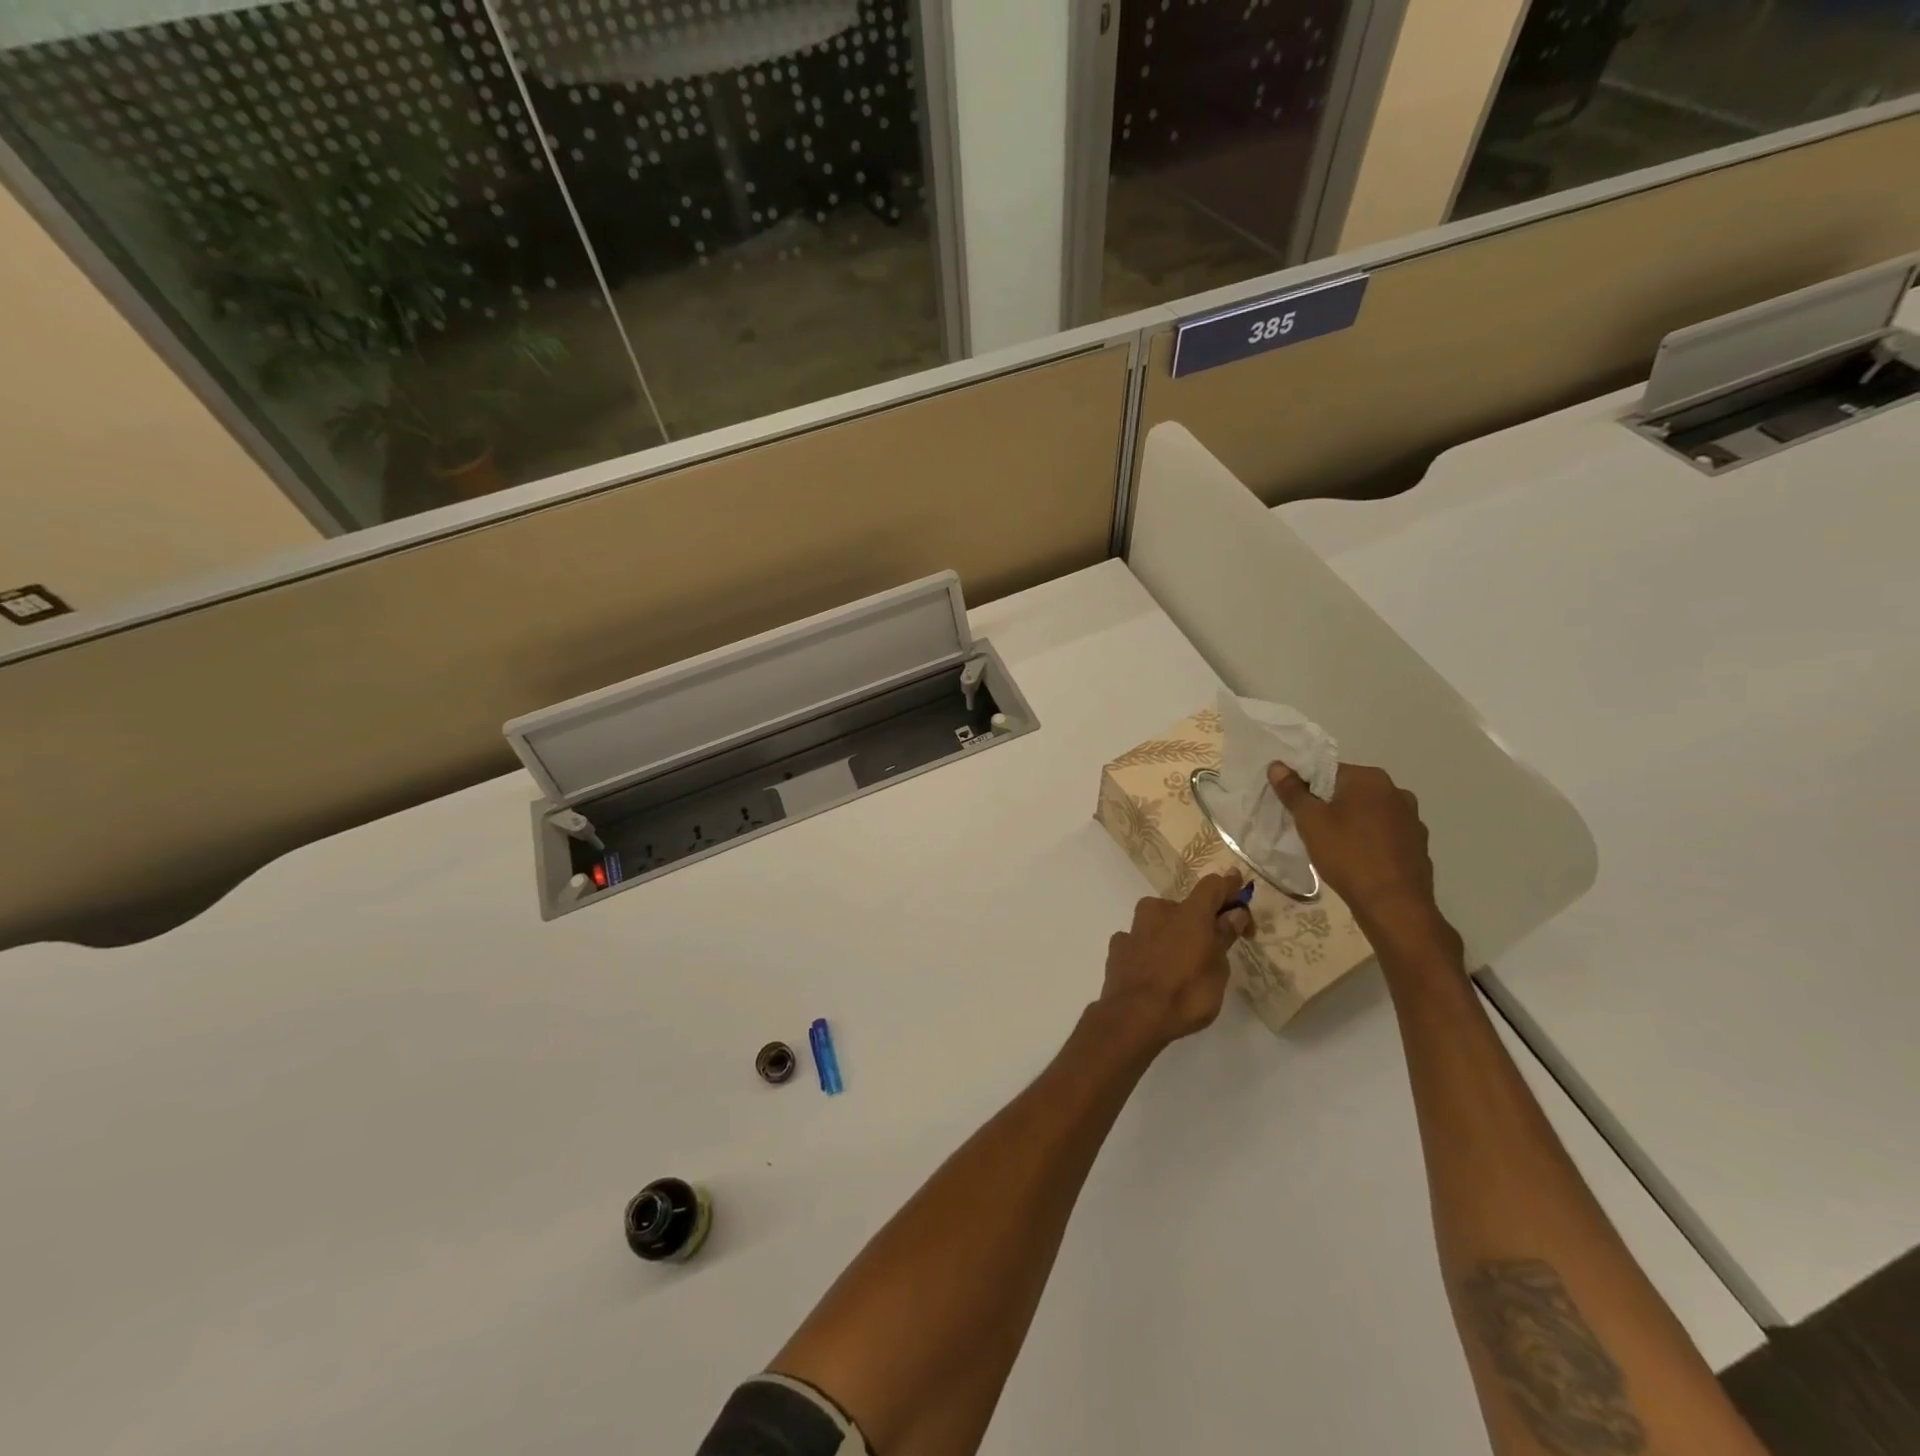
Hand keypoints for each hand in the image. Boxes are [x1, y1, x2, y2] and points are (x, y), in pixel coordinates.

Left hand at [1097, 872, 1253, 1054]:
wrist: (1132, 1017)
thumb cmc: (1186, 994)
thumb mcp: (1218, 970)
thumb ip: (1223, 938)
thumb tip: (1233, 914)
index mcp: (1189, 913)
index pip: (1212, 886)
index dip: (1228, 887)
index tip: (1239, 891)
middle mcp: (1158, 911)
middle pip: (1184, 907)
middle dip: (1199, 922)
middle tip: (1211, 948)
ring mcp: (1133, 928)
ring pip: (1159, 922)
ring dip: (1172, 934)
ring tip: (1181, 965)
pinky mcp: (1117, 946)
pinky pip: (1140, 940)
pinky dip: (1150, 949)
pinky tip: (1153, 971)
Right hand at [1269, 762, 1460, 960]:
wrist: (1393, 904)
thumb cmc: (1347, 854)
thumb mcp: (1310, 821)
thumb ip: (1293, 791)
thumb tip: (1277, 766)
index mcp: (1370, 779)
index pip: (1329, 771)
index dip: (1308, 788)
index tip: (1296, 809)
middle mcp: (1397, 792)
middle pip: (1351, 791)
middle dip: (1330, 806)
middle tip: (1311, 829)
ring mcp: (1412, 819)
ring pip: (1370, 814)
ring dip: (1352, 824)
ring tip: (1334, 847)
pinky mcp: (1418, 845)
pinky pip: (1385, 835)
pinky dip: (1370, 842)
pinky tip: (1358, 861)